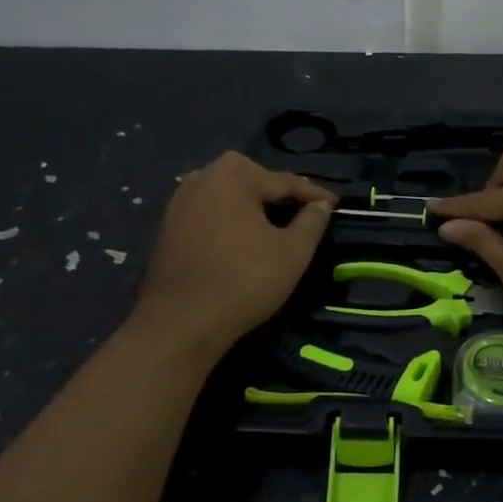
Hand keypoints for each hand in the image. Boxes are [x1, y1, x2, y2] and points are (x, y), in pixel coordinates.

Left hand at [132, 152, 334, 352]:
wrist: (181, 323)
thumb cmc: (244, 281)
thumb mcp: (293, 252)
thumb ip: (312, 221)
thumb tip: (320, 206)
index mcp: (233, 177)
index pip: (283, 181)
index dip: (313, 194)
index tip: (335, 205)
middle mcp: (201, 179)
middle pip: (250, 178)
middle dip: (277, 191)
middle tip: (301, 209)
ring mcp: (179, 204)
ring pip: (226, 193)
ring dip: (251, 203)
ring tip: (273, 221)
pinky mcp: (167, 228)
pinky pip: (208, 212)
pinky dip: (229, 218)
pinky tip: (241, 237)